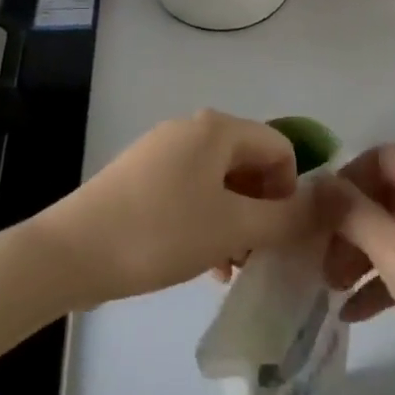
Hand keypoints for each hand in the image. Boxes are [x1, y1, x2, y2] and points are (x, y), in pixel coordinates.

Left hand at [33, 110, 318, 307]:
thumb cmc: (160, 233)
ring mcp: (162, 150)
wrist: (70, 252)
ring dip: (235, 219)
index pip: (280, 148)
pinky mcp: (141, 175)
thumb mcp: (232, 228)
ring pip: (220, 181)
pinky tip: (201, 260)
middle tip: (256, 255)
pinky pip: (191, 191)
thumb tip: (324, 207)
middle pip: (249, 163)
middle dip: (262, 209)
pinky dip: (206, 220)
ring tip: (229, 265)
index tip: (279, 235)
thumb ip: (285, 218)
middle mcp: (192, 128)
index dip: (290, 192)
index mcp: (218, 129)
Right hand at [321, 145, 394, 394]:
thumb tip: (319, 182)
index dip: (344, 181)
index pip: (379, 157)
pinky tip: (352, 314)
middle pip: (384, 195)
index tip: (314, 218)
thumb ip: (351, 211)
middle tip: (318, 260)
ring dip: (360, 255)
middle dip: (348, 224)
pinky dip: (382, 283)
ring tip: (329, 289)